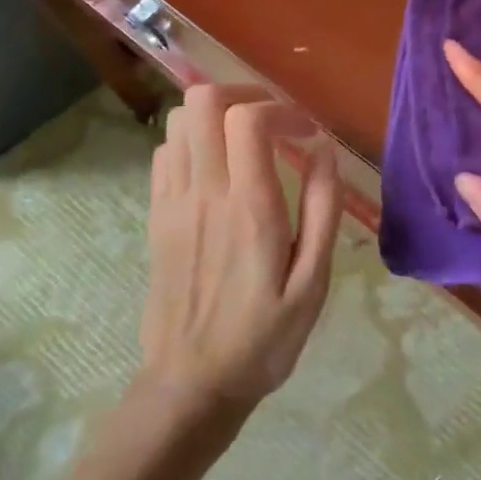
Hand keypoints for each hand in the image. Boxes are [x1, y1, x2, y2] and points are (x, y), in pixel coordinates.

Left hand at [141, 85, 340, 407]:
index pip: (249, 120)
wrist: (191, 385)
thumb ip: (322, 208)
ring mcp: (172, 202)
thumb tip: (324, 149)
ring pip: (179, 120)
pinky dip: (193, 139)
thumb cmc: (264, 338)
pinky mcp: (156, 215)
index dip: (282, 109)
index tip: (307, 133)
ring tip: (247, 138)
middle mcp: (204, 193)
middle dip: (243, 94)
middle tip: (274, 119)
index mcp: (249, 208)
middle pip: (203, 101)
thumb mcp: (313, 282)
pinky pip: (165, 151)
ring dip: (215, 114)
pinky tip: (217, 166)